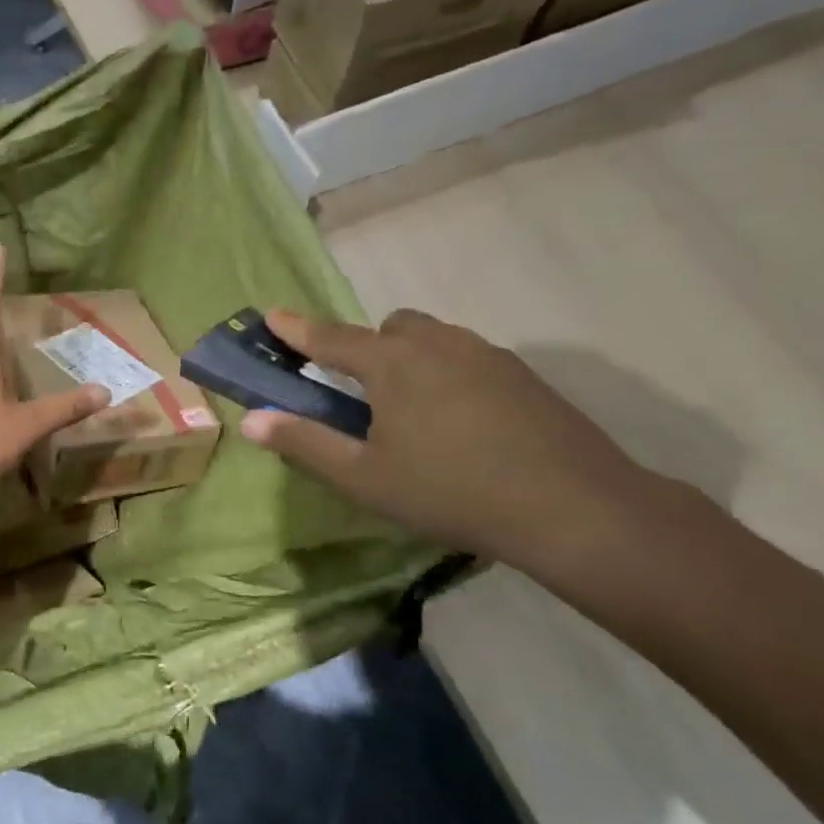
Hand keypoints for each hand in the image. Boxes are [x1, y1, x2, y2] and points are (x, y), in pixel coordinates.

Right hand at [240, 309, 662, 573]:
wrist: (572, 508)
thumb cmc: (451, 492)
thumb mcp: (365, 478)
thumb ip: (305, 444)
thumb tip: (250, 421)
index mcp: (391, 364)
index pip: (331, 338)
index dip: (297, 329)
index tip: (273, 315)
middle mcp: (436, 344)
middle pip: (389, 327)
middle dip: (368, 346)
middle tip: (365, 393)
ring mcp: (486, 354)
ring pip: (433, 338)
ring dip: (411, 357)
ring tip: (415, 411)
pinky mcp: (522, 373)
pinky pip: (468, 357)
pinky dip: (449, 373)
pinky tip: (463, 422)